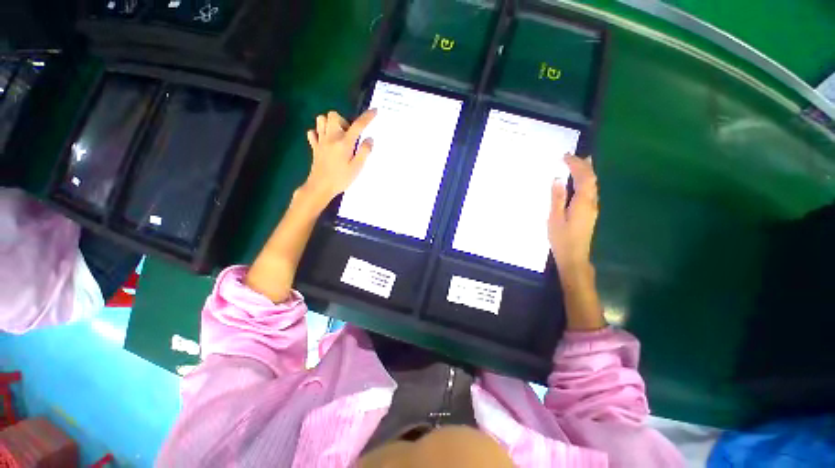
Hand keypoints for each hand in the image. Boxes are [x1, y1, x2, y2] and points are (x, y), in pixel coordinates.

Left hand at [302, 109, 376, 206]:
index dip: (367, 117)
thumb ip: (364, 152)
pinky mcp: (314, 147)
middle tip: (349, 134)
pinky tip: (325, 141)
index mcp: (344, 143)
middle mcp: (331, 138)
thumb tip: (370, 139)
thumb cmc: (341, 178)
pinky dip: (318, 133)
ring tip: (337, 135)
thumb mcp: (357, 167)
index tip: (375, 111)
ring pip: (321, 120)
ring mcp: (320, 141)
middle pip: (333, 115)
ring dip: (330, 123)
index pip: (358, 126)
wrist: (320, 187)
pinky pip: (313, 133)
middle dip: (343, 120)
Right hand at [548, 154, 598, 270]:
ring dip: (586, 172)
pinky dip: (585, 181)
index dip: (576, 165)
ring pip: (593, 184)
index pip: (583, 177)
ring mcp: (592, 208)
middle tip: (572, 155)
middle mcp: (591, 202)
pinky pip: (590, 191)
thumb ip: (557, 198)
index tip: (565, 156)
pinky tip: (579, 181)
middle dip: (583, 165)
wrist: (574, 256)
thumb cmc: (562, 238)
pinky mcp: (589, 213)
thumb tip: (558, 179)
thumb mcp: (555, 218)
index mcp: (582, 202)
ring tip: (579, 162)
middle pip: (591, 179)